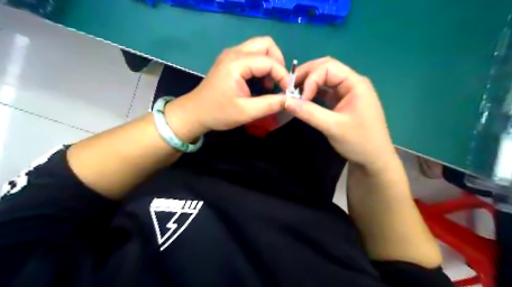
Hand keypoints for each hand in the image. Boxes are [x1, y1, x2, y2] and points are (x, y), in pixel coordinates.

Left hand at [166, 37, 288, 141]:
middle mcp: (234, 53)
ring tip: (269, 85)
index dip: (282, 75)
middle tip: (278, 83)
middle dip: (278, 63)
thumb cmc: (218, 113)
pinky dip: (262, 66)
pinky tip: (260, 83)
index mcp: (237, 63)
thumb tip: (289, 100)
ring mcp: (231, 55)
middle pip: (266, 44)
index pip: (269, 61)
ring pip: (260, 48)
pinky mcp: (231, 60)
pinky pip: (253, 55)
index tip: (288, 92)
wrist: (195, 113)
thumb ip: (270, 104)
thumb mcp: (246, 112)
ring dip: (270, 64)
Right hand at [286, 58, 397, 170]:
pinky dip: (313, 92)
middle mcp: (352, 82)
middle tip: (290, 87)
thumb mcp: (332, 127)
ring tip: (294, 92)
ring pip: (325, 78)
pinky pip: (326, 90)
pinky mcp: (343, 101)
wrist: (374, 159)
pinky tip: (304, 99)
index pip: (328, 68)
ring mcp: (347, 91)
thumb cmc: (358, 142)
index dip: (310, 79)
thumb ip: (309, 113)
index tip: (299, 99)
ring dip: (309, 82)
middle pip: (326, 68)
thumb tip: (285, 102)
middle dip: (306, 75)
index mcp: (355, 83)